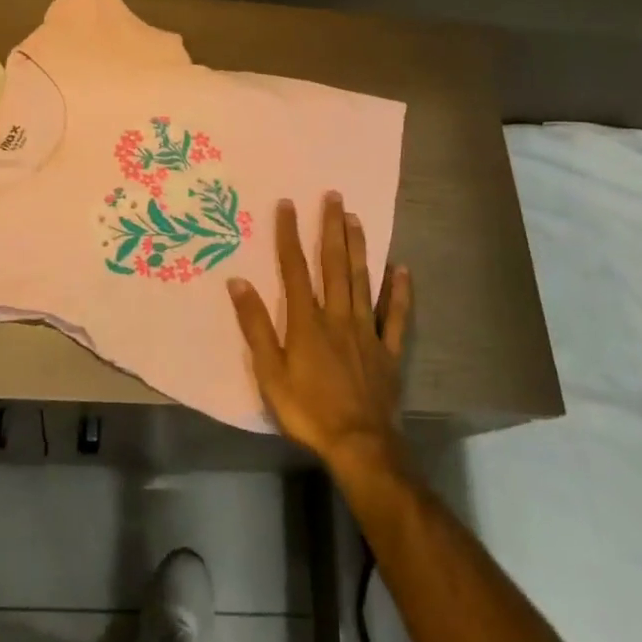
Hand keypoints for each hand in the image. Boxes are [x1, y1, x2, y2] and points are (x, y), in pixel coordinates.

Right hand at [228, 193, 412, 479]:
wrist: (360, 445)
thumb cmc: (308, 410)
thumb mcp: (270, 373)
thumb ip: (256, 326)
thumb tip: (239, 282)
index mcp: (307, 320)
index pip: (295, 268)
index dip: (289, 235)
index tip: (288, 204)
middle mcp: (338, 316)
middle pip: (334, 265)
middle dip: (331, 228)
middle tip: (334, 196)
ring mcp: (367, 331)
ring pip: (362, 280)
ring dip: (358, 248)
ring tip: (356, 219)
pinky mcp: (388, 350)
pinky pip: (395, 316)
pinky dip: (399, 292)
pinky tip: (402, 269)